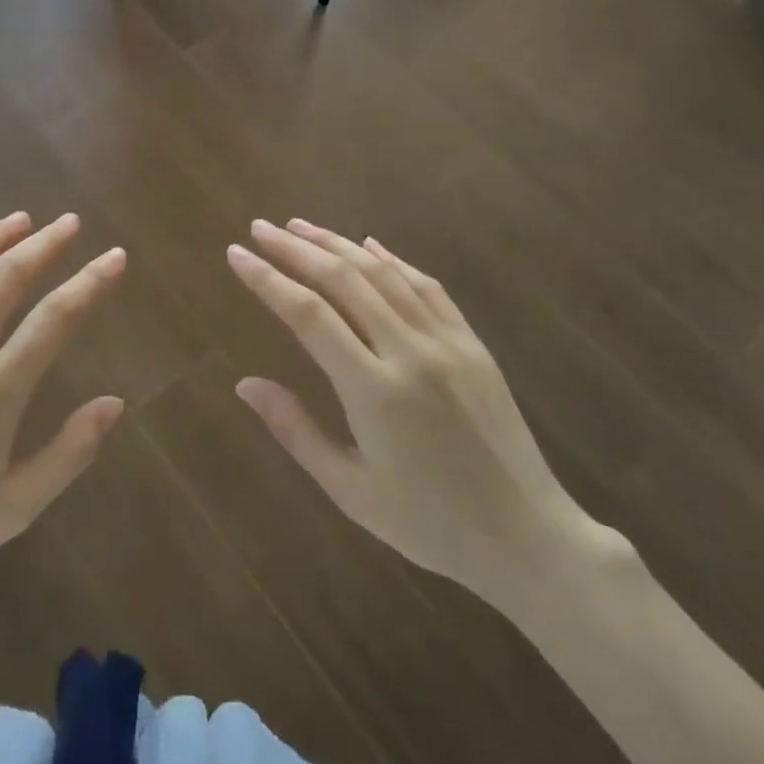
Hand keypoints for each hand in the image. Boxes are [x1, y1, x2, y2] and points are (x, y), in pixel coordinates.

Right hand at [227, 219, 616, 615]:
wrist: (528, 537)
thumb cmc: (429, 524)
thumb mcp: (350, 489)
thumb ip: (296, 430)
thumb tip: (244, 384)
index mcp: (374, 392)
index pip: (308, 316)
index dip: (268, 279)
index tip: (236, 254)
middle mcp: (410, 353)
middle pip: (344, 280)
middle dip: (296, 249)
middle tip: (260, 228)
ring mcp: (447, 343)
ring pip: (384, 274)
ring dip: (338, 244)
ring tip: (300, 226)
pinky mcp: (472, 344)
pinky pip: (427, 286)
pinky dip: (392, 260)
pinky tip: (368, 244)